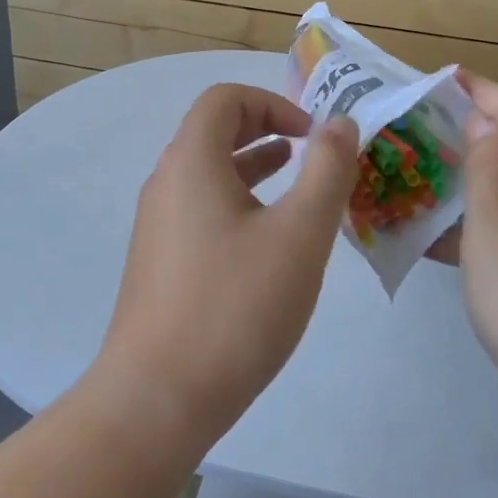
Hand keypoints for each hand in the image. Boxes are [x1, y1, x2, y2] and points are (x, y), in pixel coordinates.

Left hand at [95, 84, 360, 442]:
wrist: (158, 398)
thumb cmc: (235, 307)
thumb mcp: (299, 234)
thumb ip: (327, 171)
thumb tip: (339, 122)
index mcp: (192, 162)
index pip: (224, 99)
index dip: (272, 103)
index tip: (312, 136)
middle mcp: (166, 183)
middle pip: (212, 130)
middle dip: (265, 129)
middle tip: (309, 152)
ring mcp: (158, 225)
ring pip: (208, 173)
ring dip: (253, 166)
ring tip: (296, 185)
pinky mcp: (160, 262)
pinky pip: (201, 209)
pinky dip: (238, 203)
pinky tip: (268, 241)